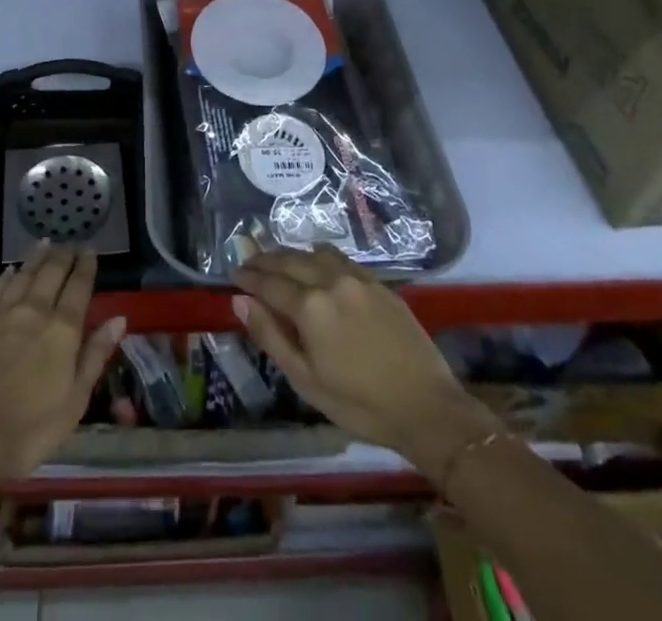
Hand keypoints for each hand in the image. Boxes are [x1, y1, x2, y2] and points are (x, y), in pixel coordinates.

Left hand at [0, 243, 125, 485]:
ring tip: (45, 242)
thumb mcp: (75, 400)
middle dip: (63, 255)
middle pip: (52, 273)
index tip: (90, 251)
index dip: (86, 267)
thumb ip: (95, 355)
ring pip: (25, 274)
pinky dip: (9, 276)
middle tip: (70, 243)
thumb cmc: (30, 427)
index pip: (79, 287)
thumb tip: (119, 319)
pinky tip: (11, 270)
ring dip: (37, 257)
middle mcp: (36, 311)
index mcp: (63, 329)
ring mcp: (6, 315)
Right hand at [233, 246, 497, 477]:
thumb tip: (240, 301)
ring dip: (292, 254)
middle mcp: (330, 280)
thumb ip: (271, 336)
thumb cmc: (360, 404)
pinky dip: (319, 256)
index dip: (249, 276)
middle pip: (290, 261)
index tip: (233, 272)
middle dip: (266, 259)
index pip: (269, 282)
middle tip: (249, 259)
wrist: (427, 407)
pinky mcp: (378, 282)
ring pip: (314, 254)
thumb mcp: (306, 380)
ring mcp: (357, 278)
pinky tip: (316, 262)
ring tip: (278, 260)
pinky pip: (340, 258)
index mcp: (310, 306)